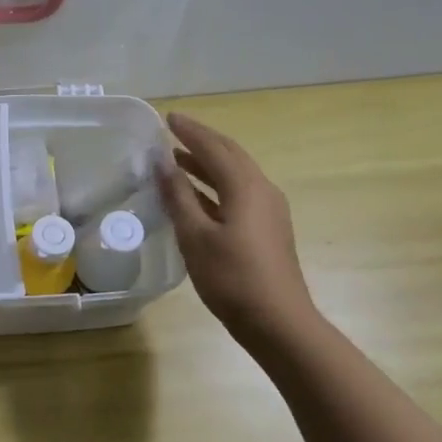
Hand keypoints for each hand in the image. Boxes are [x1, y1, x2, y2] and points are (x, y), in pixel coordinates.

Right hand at [157, 112, 317, 347]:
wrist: (278, 323)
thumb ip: (178, 197)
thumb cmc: (232, 278)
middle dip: (201, 142)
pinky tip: (196, 197)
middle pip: (230, 155)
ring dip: (207, 164)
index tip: (167, 118)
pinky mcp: (267, 230)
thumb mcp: (195, 236)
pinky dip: (215, 186)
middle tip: (173, 133)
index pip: (214, 147)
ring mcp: (269, 211)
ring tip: (178, 160)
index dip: (190, 131)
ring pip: (235, 175)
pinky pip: (238, 194)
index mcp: (246, 187)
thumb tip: (163, 163)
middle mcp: (262, 190)